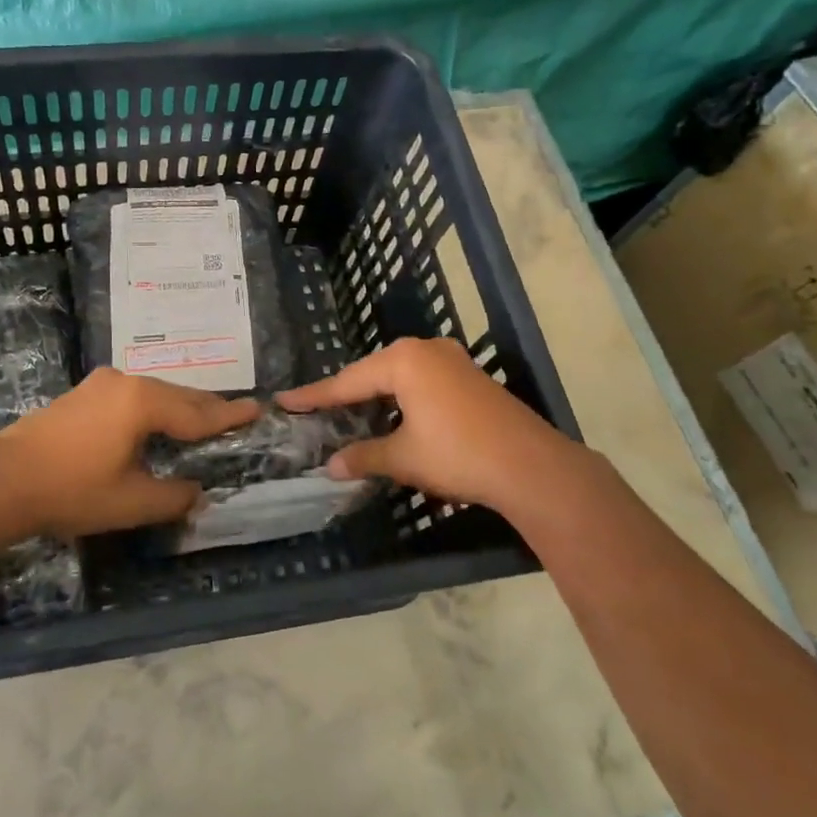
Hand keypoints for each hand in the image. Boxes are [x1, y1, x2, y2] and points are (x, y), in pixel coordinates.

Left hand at [0, 369, 258, 537]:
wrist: (3, 481)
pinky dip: (153, 407)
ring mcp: (100, 385)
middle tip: (235, 413)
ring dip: (179, 406)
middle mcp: (126, 383)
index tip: (257, 409)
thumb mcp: (131, 503)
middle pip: (177, 395)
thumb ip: (172, 497)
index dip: (228, 416)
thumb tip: (196, 492)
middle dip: (206, 407)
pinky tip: (156, 420)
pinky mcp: (82, 394)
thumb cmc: (72, 490)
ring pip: (154, 393)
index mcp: (143, 403)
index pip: (197, 412)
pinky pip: (132, 396)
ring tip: (202, 417)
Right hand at [280, 337, 587, 511]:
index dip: (314, 396)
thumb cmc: (458, 455)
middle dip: (346, 395)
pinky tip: (394, 417)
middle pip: (373, 373)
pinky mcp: (470, 377)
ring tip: (350, 416)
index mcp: (403, 361)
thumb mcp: (403, 458)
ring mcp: (452, 360)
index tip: (284, 401)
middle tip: (317, 411)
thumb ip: (364, 456)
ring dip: (376, 398)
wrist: (532, 467)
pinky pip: (422, 381)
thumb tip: (332, 466)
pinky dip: (402, 399)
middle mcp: (426, 350)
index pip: (346, 381)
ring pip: (399, 376)